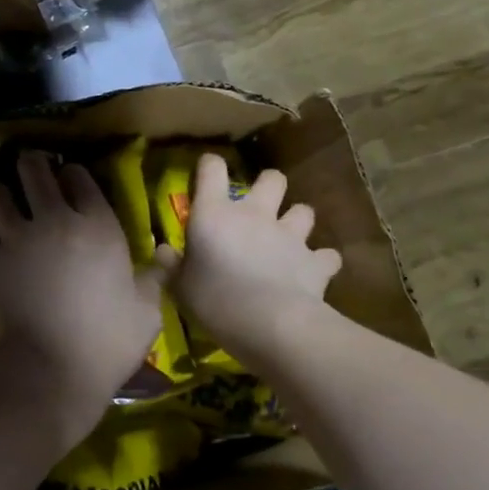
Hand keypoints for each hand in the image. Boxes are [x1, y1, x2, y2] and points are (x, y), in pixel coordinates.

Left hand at [0, 151, 164, 453]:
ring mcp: (15, 238)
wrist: (49, 371)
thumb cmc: (107, 343)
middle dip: (30, 165)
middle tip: (29, 170)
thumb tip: (166, 254)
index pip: (79, 177)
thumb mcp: (147, 312)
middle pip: (33, 170)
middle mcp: (54, 220)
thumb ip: (154, 277)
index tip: (69, 182)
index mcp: (97, 225)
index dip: (72, 175)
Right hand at [155, 155, 341, 363]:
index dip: (209, 166)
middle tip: (259, 205)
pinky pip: (327, 255)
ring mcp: (290, 235)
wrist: (270, 324)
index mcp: (215, 213)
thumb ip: (170, 265)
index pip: (212, 169)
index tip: (206, 174)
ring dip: (297, 220)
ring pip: (304, 210)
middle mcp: (255, 214)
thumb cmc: (215, 299)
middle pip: (271, 178)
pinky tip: (314, 271)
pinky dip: (321, 261)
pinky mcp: (316, 261)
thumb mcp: (179, 286)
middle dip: (268, 185)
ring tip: (289, 236)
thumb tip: (161, 251)